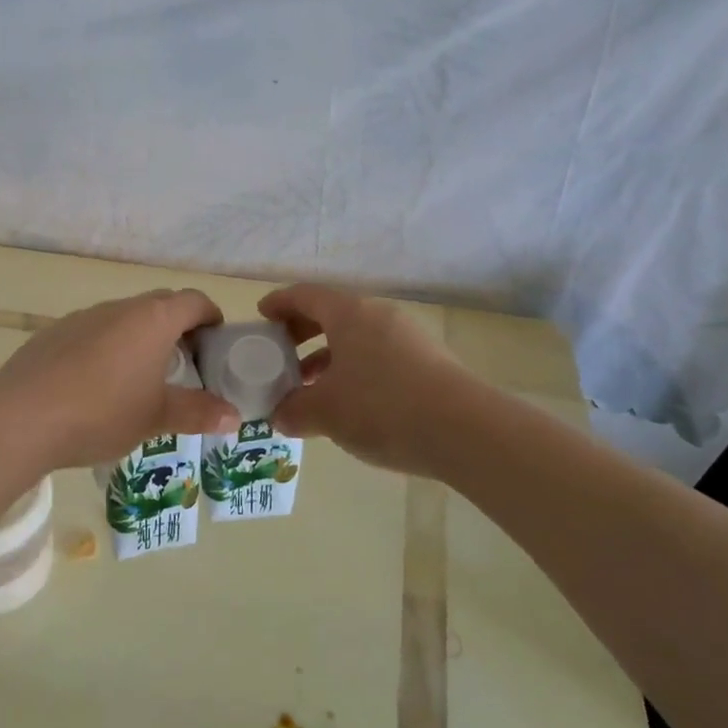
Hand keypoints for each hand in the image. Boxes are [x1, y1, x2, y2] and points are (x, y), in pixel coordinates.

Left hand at [0, 289, 240, 471]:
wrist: (20, 418)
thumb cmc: (101, 413)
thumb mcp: (156, 418)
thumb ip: (197, 413)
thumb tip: (234, 417)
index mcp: (151, 320)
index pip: (193, 301)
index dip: (210, 316)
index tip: (215, 341)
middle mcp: (118, 308)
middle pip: (159, 305)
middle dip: (177, 327)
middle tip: (184, 364)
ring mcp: (81, 317)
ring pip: (122, 318)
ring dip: (139, 338)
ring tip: (140, 378)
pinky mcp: (52, 333)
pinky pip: (92, 332)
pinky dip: (106, 348)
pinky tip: (95, 385)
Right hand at [260, 283, 465, 477]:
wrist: (466, 432)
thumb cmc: (381, 408)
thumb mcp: (325, 413)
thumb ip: (293, 411)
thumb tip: (279, 416)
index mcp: (349, 314)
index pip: (306, 295)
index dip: (280, 303)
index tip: (262, 316)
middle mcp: (379, 316)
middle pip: (332, 314)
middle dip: (302, 332)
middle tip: (281, 354)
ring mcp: (409, 338)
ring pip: (357, 338)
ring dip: (329, 356)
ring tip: (311, 386)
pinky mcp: (429, 363)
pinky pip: (379, 356)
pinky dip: (355, 370)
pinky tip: (349, 403)